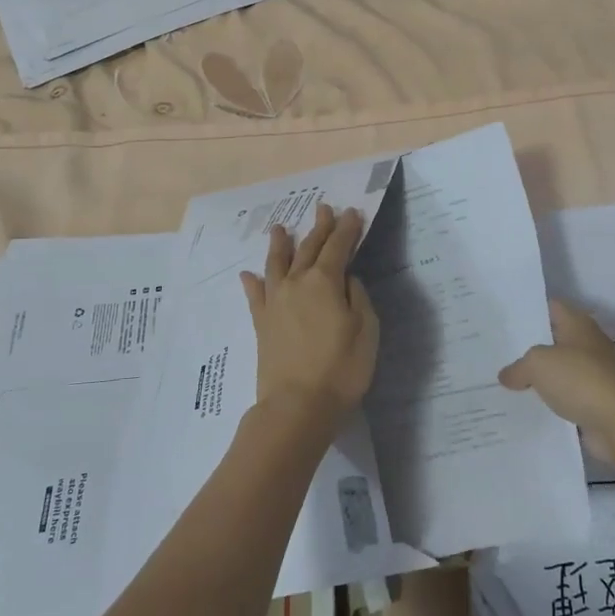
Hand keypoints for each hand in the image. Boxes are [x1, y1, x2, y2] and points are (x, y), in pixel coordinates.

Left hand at [241, 204, 378, 433]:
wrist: (297, 406)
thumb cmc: (342, 368)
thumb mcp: (366, 329)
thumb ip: (358, 297)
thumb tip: (347, 278)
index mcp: (325, 281)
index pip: (338, 246)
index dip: (347, 228)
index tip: (352, 212)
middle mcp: (296, 283)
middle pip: (308, 248)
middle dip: (319, 228)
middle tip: (323, 209)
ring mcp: (275, 302)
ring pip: (277, 264)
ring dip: (281, 244)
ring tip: (280, 228)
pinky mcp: (262, 323)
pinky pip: (255, 295)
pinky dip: (252, 282)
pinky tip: (248, 274)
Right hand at [498, 300, 614, 461]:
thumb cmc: (580, 380)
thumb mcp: (538, 364)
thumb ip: (518, 367)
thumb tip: (507, 375)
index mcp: (578, 324)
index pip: (550, 307)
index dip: (528, 310)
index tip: (504, 318)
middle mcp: (588, 345)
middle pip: (554, 340)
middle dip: (529, 346)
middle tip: (498, 352)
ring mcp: (595, 375)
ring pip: (559, 371)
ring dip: (539, 378)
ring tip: (506, 382)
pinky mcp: (597, 403)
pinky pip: (567, 398)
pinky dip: (551, 402)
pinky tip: (527, 408)